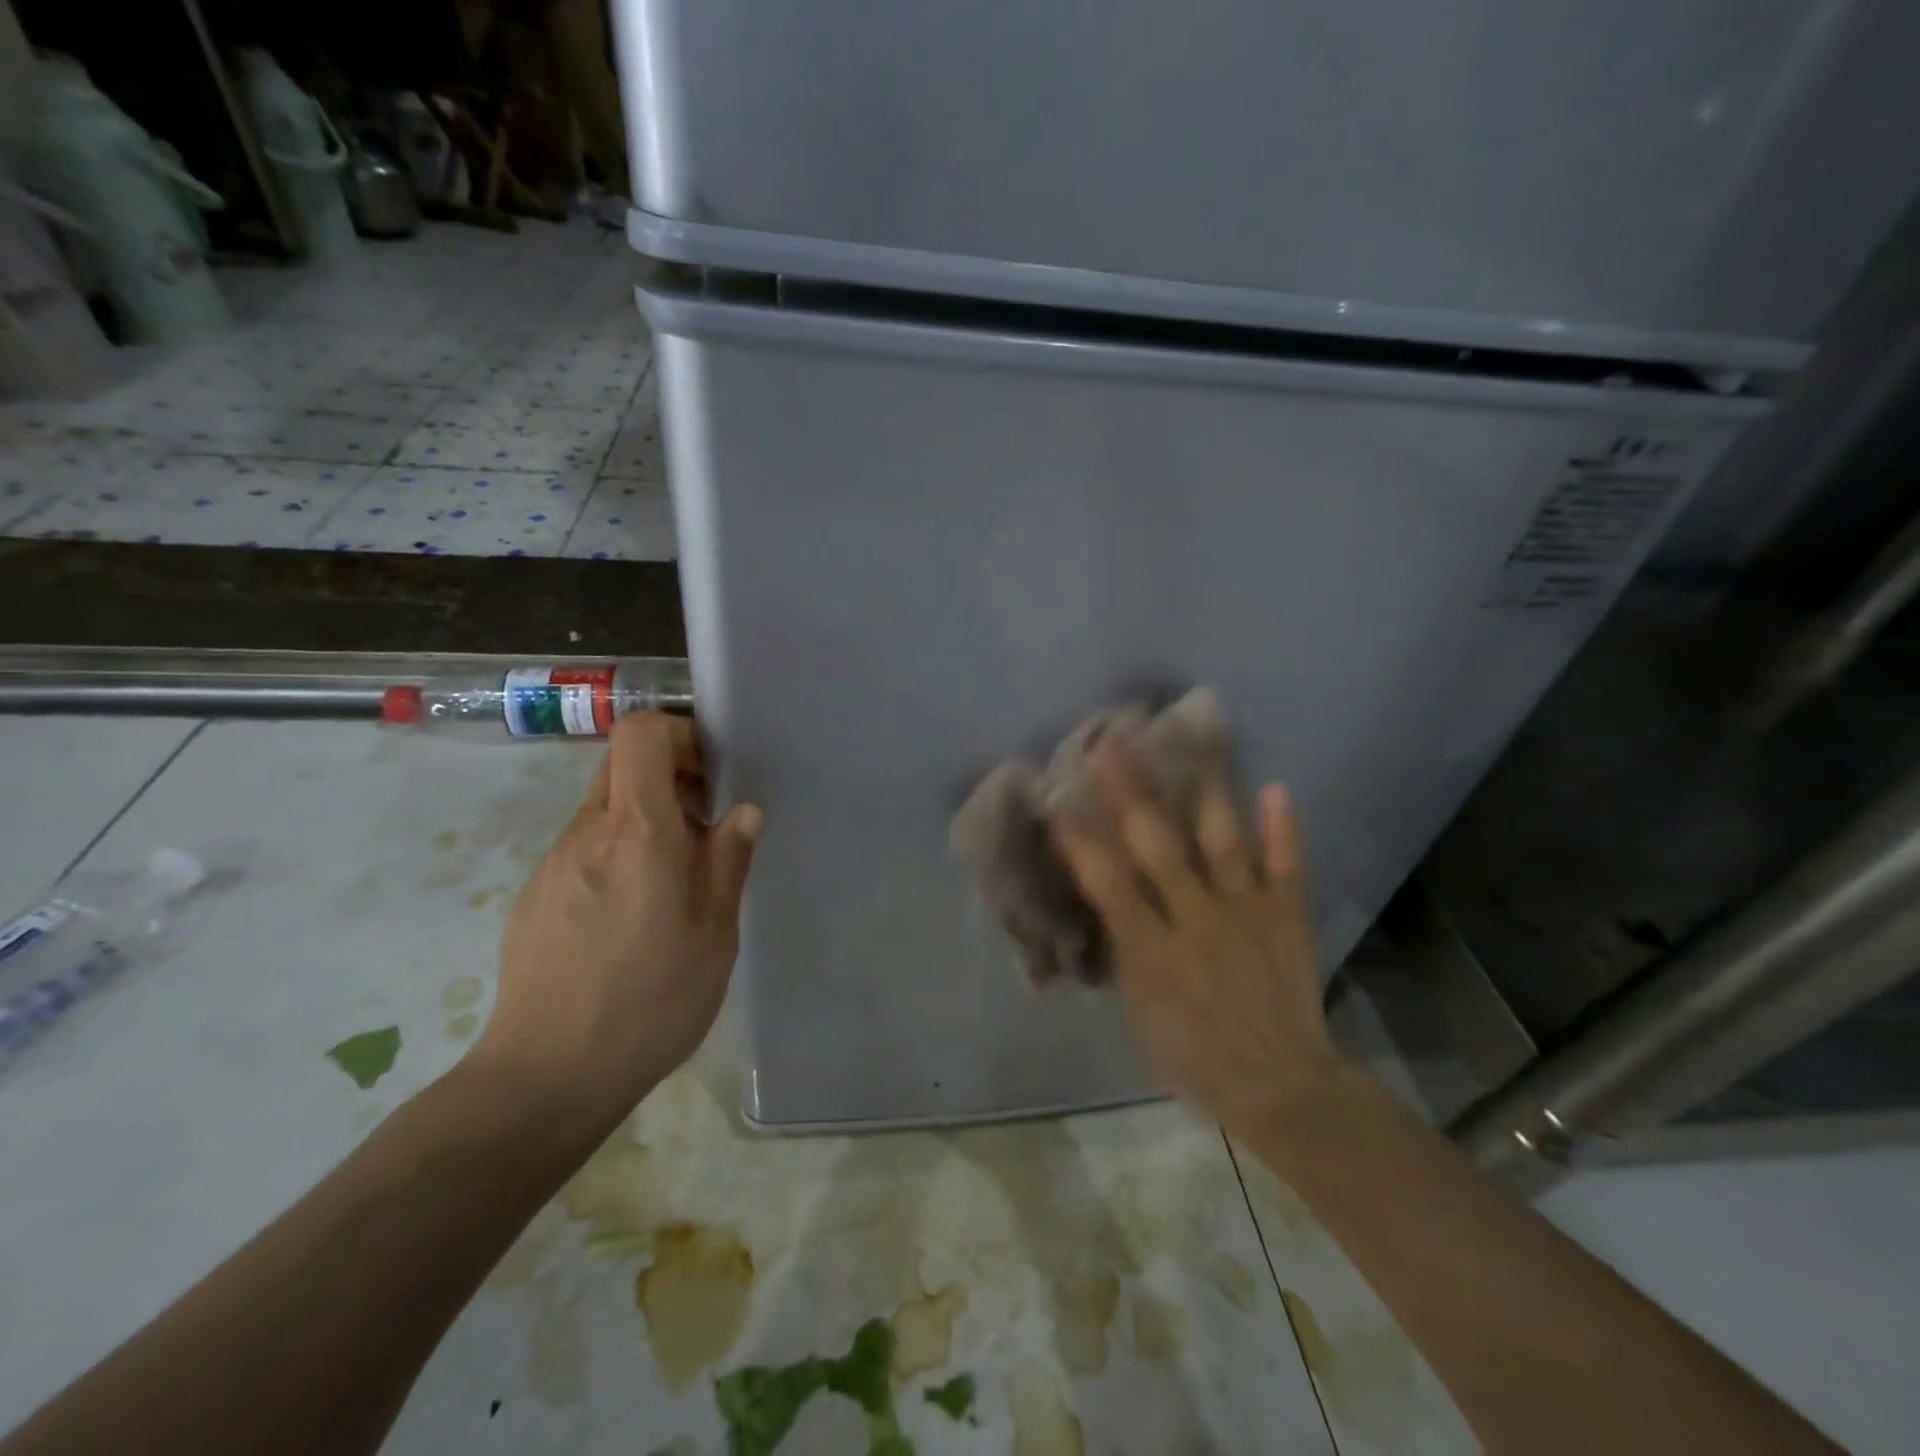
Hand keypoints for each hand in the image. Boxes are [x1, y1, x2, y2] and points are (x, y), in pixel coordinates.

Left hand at [471, 712, 760, 1142]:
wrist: (548, 1075)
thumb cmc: (651, 998)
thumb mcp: (715, 931)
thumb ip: (728, 859)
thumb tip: (742, 811)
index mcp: (638, 831)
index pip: (641, 733)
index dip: (679, 733)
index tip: (710, 773)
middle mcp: (587, 832)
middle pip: (621, 765)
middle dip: (668, 777)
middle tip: (703, 827)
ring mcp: (552, 863)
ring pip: (603, 810)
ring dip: (644, 821)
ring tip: (673, 881)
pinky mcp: (534, 895)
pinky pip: (583, 850)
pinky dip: (615, 855)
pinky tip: (631, 916)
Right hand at [1050, 741, 1344, 1137]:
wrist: (1279, 1085)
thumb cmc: (1193, 1056)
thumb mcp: (1138, 1015)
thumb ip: (1122, 953)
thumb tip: (1105, 905)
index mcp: (1152, 950)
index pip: (1107, 883)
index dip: (1080, 842)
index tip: (1058, 803)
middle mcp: (1197, 919)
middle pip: (1156, 846)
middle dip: (1129, 793)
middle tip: (1110, 746)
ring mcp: (1246, 912)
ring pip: (1222, 842)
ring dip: (1206, 792)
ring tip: (1196, 744)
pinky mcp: (1286, 916)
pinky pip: (1286, 866)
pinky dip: (1282, 829)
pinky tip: (1276, 787)